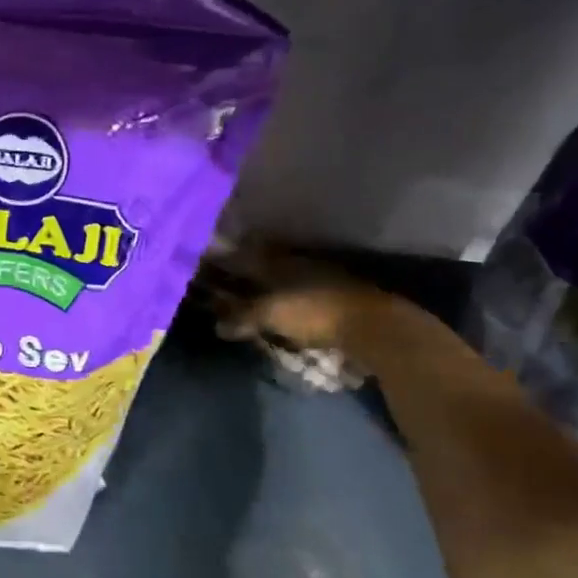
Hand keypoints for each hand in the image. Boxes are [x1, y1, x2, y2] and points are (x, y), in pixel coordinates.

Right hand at [207, 241, 395, 352]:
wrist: (372, 325)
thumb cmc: (314, 311)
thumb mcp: (270, 314)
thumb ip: (242, 317)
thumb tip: (217, 326)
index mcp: (277, 259)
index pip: (243, 251)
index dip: (223, 255)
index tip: (204, 259)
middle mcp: (295, 262)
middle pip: (261, 263)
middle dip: (241, 271)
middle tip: (221, 281)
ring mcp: (317, 277)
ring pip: (280, 277)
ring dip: (263, 285)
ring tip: (245, 296)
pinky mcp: (332, 296)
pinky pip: (296, 293)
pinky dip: (282, 299)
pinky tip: (276, 309)